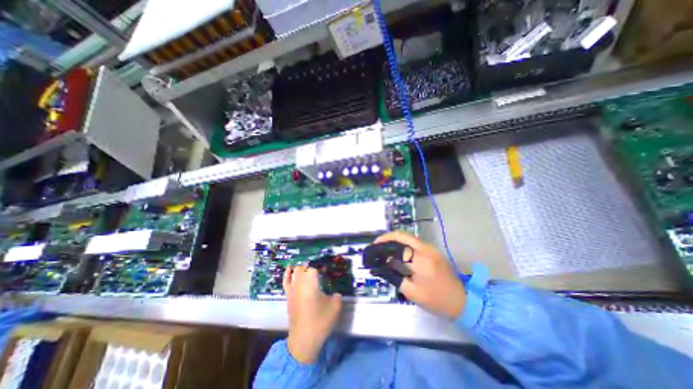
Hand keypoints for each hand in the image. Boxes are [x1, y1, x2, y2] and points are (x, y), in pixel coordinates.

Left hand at [285, 265, 342, 364]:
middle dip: (310, 267)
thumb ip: (337, 296)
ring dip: (300, 269)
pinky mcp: (288, 297)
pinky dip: (287, 274)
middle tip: (319, 272)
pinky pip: (286, 281)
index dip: (321, 269)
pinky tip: (289, 270)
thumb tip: (335, 293)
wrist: (304, 339)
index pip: (314, 268)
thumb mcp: (335, 306)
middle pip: (302, 268)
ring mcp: (292, 289)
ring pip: (294, 273)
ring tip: (307, 269)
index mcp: (311, 281)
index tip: (326, 271)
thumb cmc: (320, 320)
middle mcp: (300, 282)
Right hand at [374, 231, 465, 318]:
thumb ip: (394, 276)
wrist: (462, 301)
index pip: (397, 246)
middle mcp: (426, 249)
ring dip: (394, 239)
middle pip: (402, 235)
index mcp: (421, 262)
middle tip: (376, 244)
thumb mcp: (412, 292)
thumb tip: (381, 265)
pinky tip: (395, 250)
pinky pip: (413, 241)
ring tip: (382, 247)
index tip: (373, 249)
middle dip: (386, 237)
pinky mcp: (432, 250)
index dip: (383, 246)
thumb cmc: (436, 301)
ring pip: (408, 236)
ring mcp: (431, 248)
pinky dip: (402, 243)